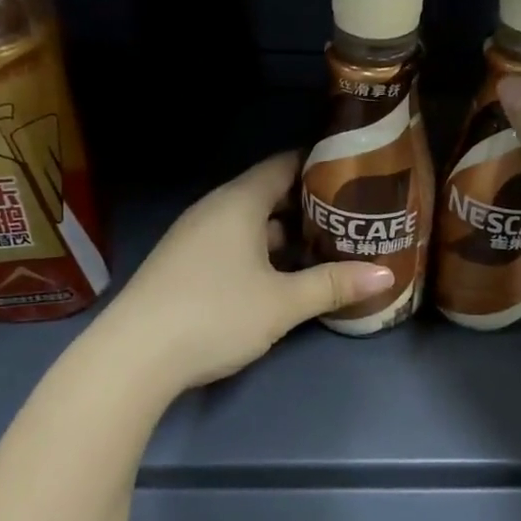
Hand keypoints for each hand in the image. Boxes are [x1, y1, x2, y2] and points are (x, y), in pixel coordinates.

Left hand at [96, 152, 395, 392]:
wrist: (134, 355)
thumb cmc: (215, 314)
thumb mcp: (282, 302)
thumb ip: (333, 285)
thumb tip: (385, 275)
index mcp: (238, 202)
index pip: (283, 165)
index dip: (319, 165)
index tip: (354, 173)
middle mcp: (214, 210)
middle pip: (268, 195)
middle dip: (308, 206)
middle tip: (351, 218)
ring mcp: (194, 237)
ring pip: (250, 224)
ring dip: (285, 235)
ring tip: (326, 248)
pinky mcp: (184, 265)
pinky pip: (232, 244)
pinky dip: (261, 252)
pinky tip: (281, 277)